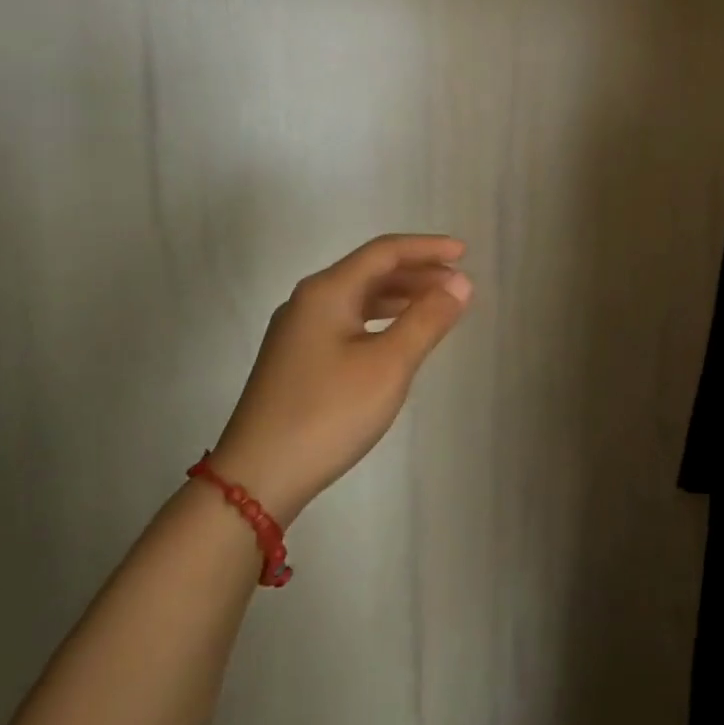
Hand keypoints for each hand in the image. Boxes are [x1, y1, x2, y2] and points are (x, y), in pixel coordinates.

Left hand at [208, 234, 472, 522]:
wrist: (258, 476)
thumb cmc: (329, 412)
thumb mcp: (389, 364)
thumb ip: (428, 318)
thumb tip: (460, 282)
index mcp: (327, 292)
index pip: (384, 252)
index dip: (427, 248)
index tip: (465, 253)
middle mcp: (309, 302)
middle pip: (370, 271)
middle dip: (417, 272)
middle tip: (458, 284)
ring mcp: (299, 331)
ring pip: (359, 298)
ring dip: (401, 296)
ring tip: (438, 306)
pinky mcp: (298, 359)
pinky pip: (349, 321)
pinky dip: (382, 319)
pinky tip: (399, 336)